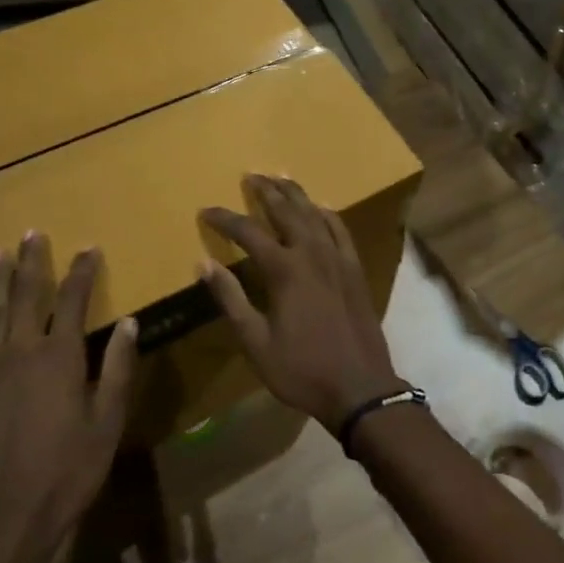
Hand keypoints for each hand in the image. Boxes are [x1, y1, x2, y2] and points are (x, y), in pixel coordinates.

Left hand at [0, 234, 137, 562]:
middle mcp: (22, 354)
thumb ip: (117, 367)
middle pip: (27, 297)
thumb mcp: (108, 419)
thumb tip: (128, 322)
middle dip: (32, 263)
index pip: (73, 301)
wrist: (11, 516)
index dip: (81, 272)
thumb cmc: (71, 468)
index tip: (88, 248)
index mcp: (61, 357)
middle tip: (32, 233)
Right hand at [200, 175, 405, 432]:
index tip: (206, 211)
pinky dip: (328, 214)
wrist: (360, 386)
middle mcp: (313, 254)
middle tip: (250, 175)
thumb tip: (203, 264)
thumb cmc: (301, 370)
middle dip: (266, 191)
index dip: (225, 219)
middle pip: (287, 211)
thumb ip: (230, 299)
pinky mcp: (356, 269)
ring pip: (316, 214)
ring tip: (281, 178)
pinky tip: (321, 208)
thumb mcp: (255, 342)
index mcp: (285, 271)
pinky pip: (341, 230)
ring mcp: (339, 259)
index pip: (248, 232)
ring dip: (297, 194)